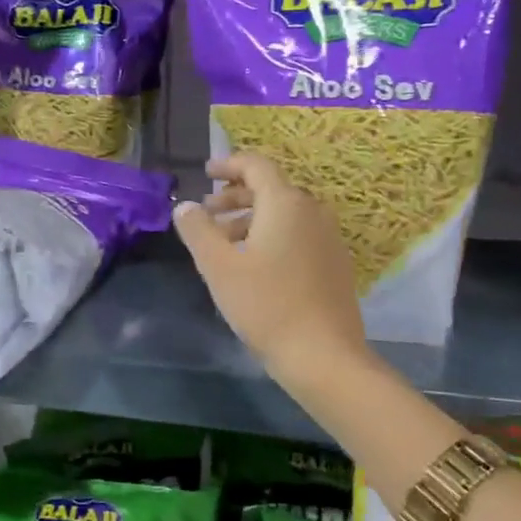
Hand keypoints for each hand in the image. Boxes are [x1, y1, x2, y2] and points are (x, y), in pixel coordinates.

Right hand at [173, 153, 372, 386]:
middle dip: (235, 197)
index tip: (206, 174)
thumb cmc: (266, 305)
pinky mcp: (335, 263)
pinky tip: (254, 264)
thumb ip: (198, 230)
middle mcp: (312, 211)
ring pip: (284, 214)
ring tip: (224, 242)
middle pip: (271, 189)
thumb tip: (185, 206)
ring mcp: (328, 238)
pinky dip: (272, 236)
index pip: (256, 166)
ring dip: (251, 219)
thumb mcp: (219, 267)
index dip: (228, 165)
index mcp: (285, 203)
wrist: (324, 355)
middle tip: (207, 213)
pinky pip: (299, 234)